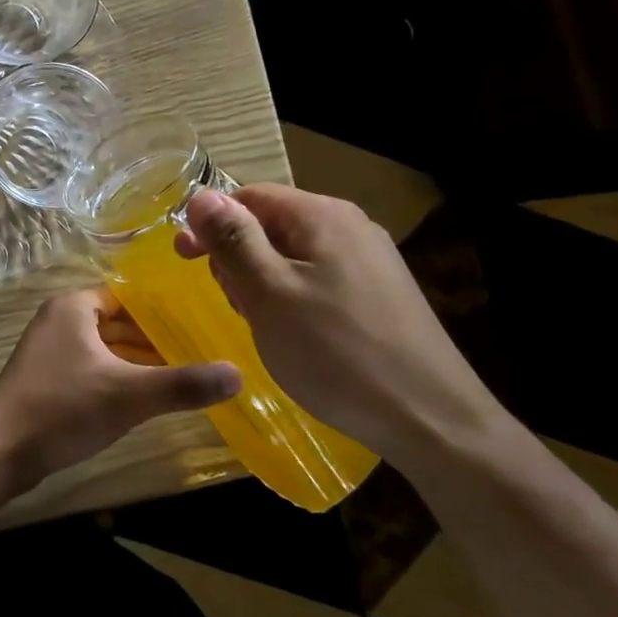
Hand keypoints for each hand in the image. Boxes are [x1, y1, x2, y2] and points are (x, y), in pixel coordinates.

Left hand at [0, 289, 241, 495]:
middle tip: (201, 348)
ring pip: (105, 346)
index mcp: (74, 306)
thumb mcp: (128, 394)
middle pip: (118, 320)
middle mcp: (60, 319)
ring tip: (183, 372)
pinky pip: (92, 366)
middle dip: (155, 335)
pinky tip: (145, 397)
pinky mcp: (47, 378)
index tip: (202, 319)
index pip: (128, 294)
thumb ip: (182, 383)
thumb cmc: (62, 408)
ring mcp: (50, 350)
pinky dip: (118, 375)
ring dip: (138, 359)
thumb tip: (238, 373)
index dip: (164, 306)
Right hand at [175, 185, 504, 471]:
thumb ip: (233, 240)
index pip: (249, 196)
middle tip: (233, 303)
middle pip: (271, 224)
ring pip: (293, 255)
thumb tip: (201, 195)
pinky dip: (292, 298)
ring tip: (262, 324)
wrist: (433, 421)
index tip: (184, 260)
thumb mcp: (269, 294)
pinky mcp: (380, 295)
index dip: (211, 224)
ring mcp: (371, 262)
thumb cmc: (337, 353)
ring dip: (263, 282)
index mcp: (322, 216)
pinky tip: (295, 336)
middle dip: (238, 257)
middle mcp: (350, 227)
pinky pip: (318, 280)